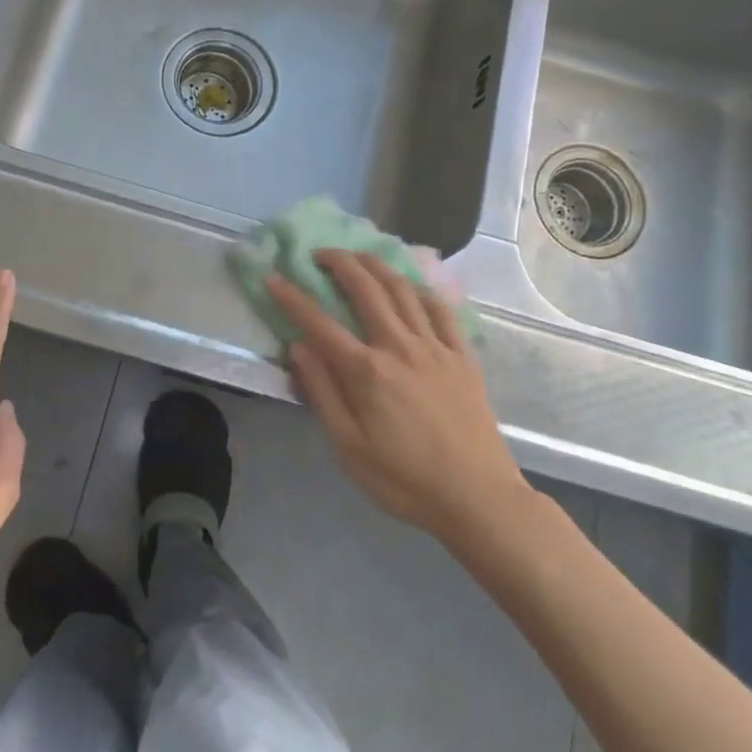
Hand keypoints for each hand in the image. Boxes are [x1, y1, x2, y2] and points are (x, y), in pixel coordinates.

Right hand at [266, 250, 532, 548]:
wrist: (478, 498)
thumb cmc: (405, 480)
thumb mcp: (349, 447)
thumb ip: (322, 392)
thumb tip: (298, 347)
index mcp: (367, 371)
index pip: (319, 324)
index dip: (292, 298)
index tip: (273, 278)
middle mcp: (400, 347)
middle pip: (366, 290)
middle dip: (339, 263)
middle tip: (320, 253)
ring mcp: (436, 348)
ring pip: (403, 290)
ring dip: (377, 266)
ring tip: (359, 256)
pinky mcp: (463, 356)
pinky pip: (441, 310)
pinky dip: (421, 290)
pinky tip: (411, 285)